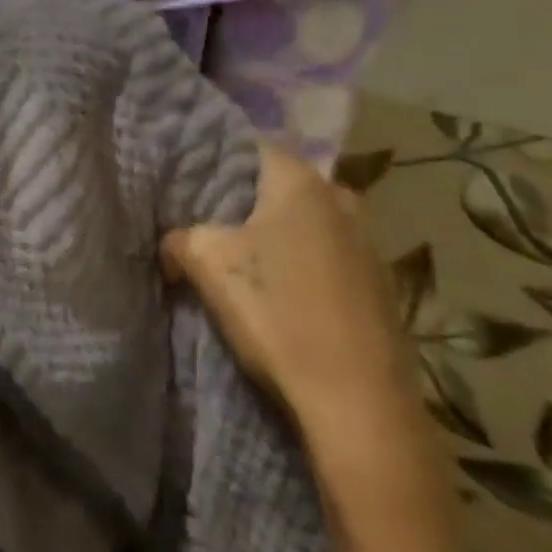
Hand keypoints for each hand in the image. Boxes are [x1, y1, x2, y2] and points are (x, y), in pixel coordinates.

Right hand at [161, 145, 420, 440]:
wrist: (359, 406)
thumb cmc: (278, 314)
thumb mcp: (206, 263)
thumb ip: (179, 237)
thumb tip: (172, 244)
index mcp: (301, 182)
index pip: (248, 144)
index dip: (212, 156)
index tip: (185, 175)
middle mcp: (340, 199)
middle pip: (276, 183)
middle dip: (240, 197)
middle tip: (204, 216)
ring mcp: (367, 243)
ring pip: (303, 220)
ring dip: (272, 232)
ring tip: (237, 255)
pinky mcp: (378, 285)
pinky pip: (324, 253)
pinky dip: (298, 260)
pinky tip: (278, 289)